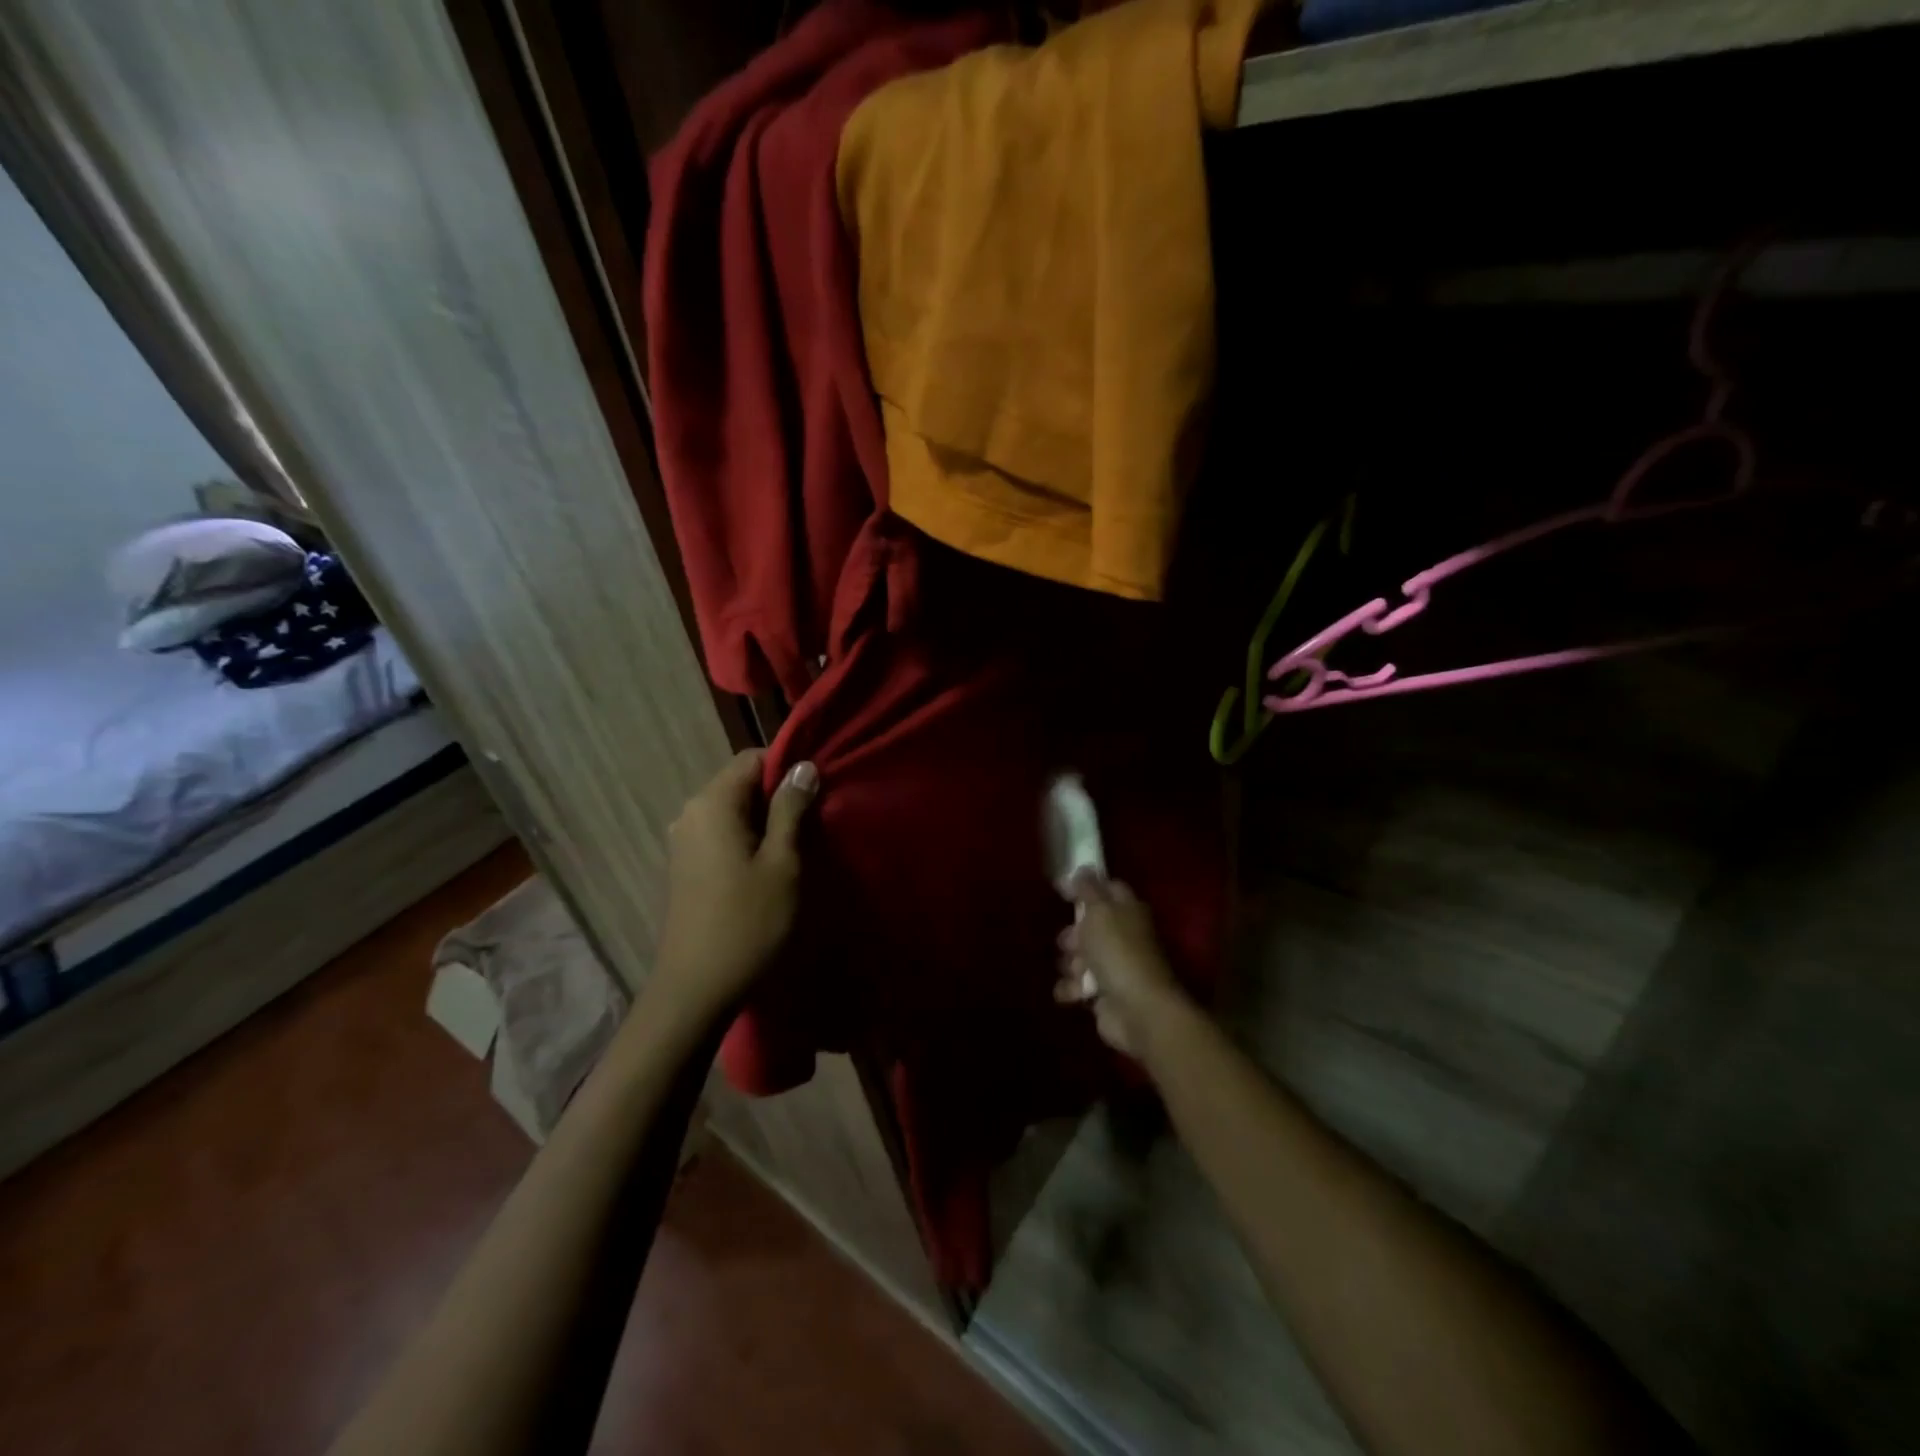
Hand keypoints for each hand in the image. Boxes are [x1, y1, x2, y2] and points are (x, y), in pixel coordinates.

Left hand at [650, 750, 818, 1023]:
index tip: (817, 794)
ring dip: (766, 822)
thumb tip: (803, 766)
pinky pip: (722, 835)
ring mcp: (683, 841)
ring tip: (796, 850)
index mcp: (712, 803)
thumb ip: (791, 809)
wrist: (696, 990)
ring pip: (734, 811)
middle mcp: (690, 813)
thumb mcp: (782, 862)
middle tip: (814, 826)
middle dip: (779, 797)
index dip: (788, 769)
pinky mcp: (685, 867)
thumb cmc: (748, 922)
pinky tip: (768, 869)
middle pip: (741, 783)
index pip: (753, 758)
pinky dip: (748, 840)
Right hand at [1054, 871, 1189, 1057]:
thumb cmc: (1118, 952)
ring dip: (1071, 964)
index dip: (1086, 886)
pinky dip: (1072, 989)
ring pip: (1080, 956)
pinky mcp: (1104, 994)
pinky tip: (1073, 993)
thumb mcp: (1099, 911)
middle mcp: (1124, 935)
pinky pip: (1078, 985)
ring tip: (1075, 971)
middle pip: (1090, 925)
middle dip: (1073, 933)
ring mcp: (1115, 966)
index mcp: (1128, 910)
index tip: (1061, 889)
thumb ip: (1086, 888)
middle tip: (1068, 941)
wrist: (1136, 1009)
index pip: (1108, 888)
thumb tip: (1080, 868)